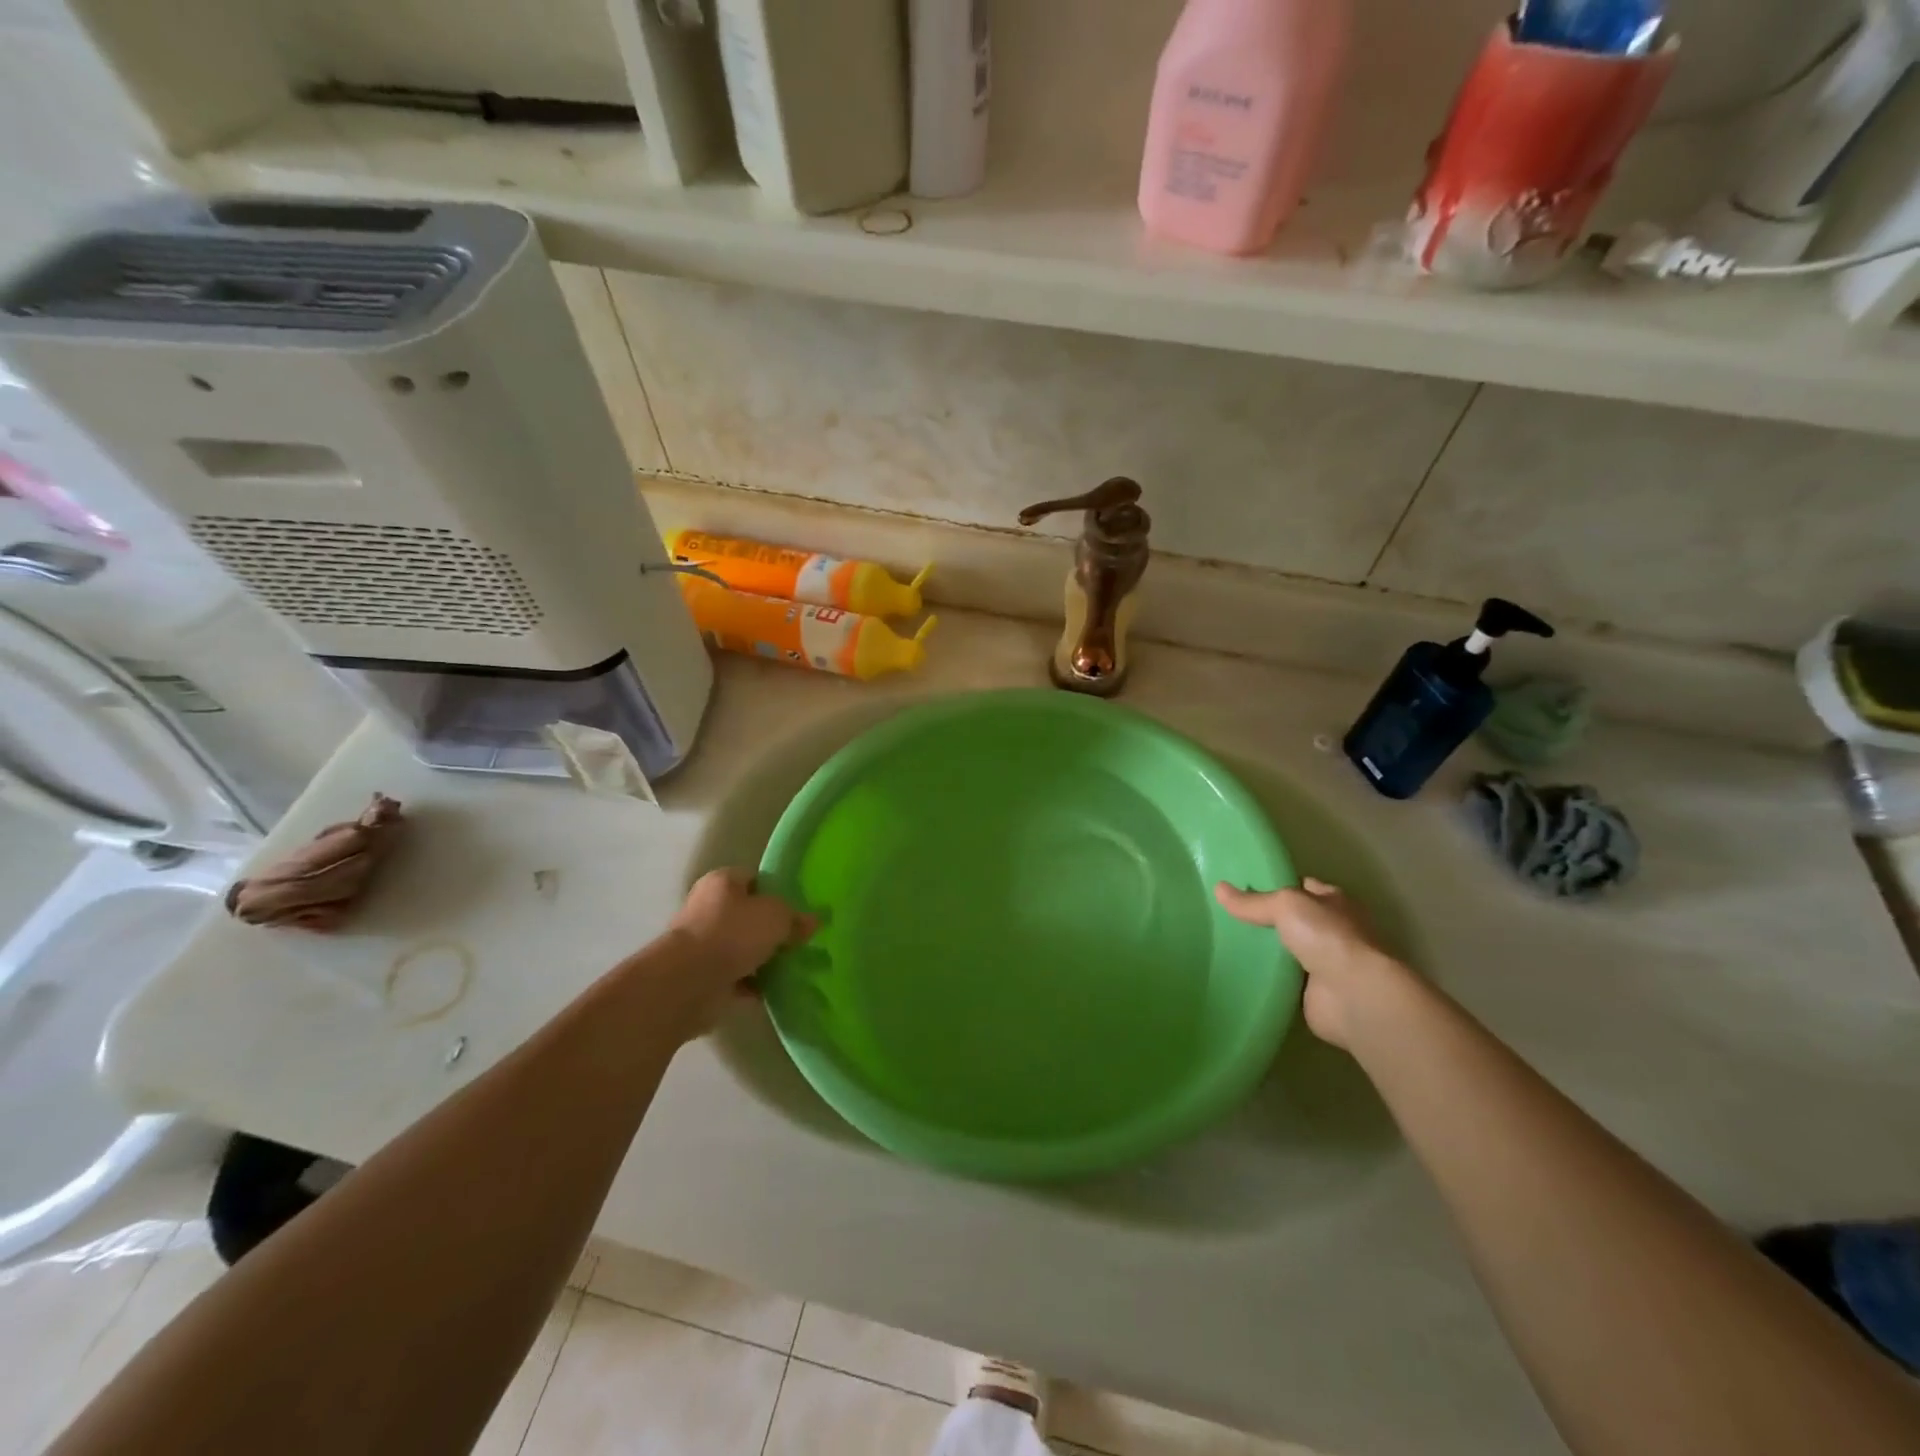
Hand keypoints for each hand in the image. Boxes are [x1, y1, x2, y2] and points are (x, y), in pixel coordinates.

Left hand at [658, 869, 812, 1033]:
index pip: (754, 879)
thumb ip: (796, 918)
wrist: (689, 982)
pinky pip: (737, 977)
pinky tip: (777, 989)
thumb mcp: (777, 916)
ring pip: (743, 947)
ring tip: (794, 966)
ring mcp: (704, 945)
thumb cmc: (733, 933)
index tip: (799, 909)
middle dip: (771, 928)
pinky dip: (754, 984)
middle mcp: (708, 908)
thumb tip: (812, 922)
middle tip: (800, 939)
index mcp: (722, 882)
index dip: (777, 892)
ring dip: (763, 958)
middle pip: (748, 915)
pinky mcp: (704, 977)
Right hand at [1214, 877, 1405, 1047]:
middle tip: (1230, 916)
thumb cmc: (1327, 938)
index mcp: (1335, 903)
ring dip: (1269, 951)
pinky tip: (1242, 973)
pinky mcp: (1316, 993)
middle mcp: (1334, 931)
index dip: (1279, 885)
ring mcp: (1327, 964)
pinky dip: (1270, 978)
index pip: (1304, 887)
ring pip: (1290, 950)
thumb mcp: (1285, 906)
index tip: (1246, 886)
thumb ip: (1253, 902)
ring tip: (1228, 943)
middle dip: (1270, 919)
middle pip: (1296, 920)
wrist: (1353, 995)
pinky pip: (1286, 980)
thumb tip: (1218, 888)